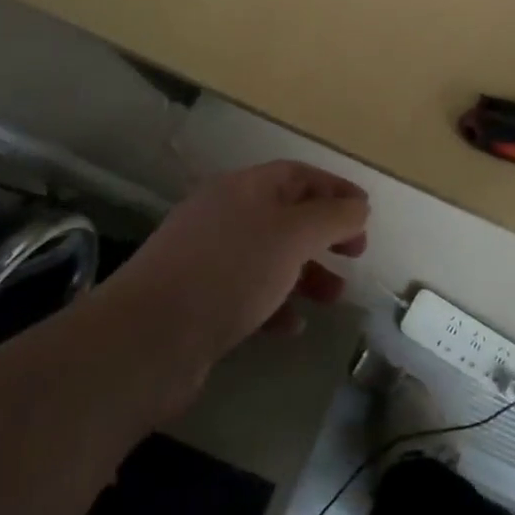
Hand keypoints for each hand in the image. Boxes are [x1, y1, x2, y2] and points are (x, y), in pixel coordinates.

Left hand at [99, 161, 368, 374]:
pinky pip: (248, 294)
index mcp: (243, 189)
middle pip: (286, 215)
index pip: (298, 175)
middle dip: (325, 233)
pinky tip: (292, 327)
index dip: (335, 189)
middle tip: (356, 253)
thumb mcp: (293, 236)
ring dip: (307, 273)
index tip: (366, 213)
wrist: (147, 339)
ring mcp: (207, 259)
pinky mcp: (198, 302)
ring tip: (333, 297)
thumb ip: (332, 218)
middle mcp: (224, 216)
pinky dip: (276, 305)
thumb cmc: (230, 272)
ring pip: (270, 257)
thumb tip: (359, 207)